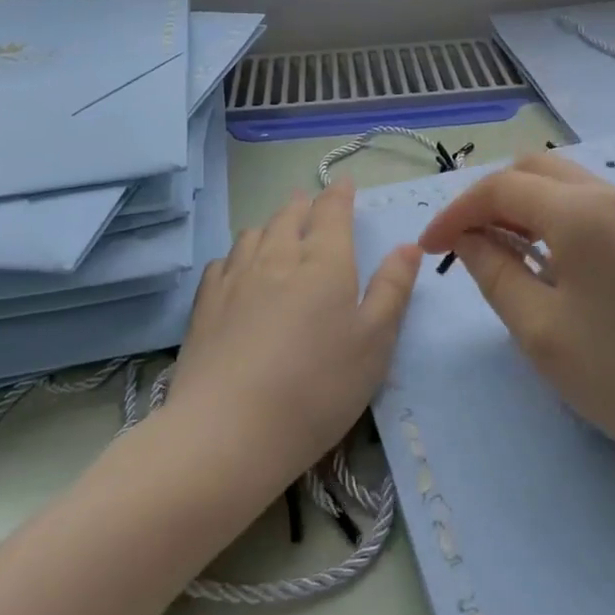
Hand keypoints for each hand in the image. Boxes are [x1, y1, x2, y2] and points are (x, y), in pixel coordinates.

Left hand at [165, 181, 420, 501]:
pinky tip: (238, 267)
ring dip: (270, 224)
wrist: (230, 429)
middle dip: (303, 204)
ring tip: (277, 228)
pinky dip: (237, 253)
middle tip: (310, 202)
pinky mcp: (206, 302)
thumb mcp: (374, 343)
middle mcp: (277, 255)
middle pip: (289, 215)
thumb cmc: (318, 386)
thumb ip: (392, 289)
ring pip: (254, 233)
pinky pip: (223, 261)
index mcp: (324, 261)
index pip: (332, 211)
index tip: (344, 185)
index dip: (339, 195)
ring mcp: (236, 277)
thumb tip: (408, 245)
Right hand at [418, 151, 614, 493]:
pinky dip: (549, 218)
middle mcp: (608, 194)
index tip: (428, 251)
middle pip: (530, 170)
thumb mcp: (541, 330)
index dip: (455, 213)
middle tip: (463, 245)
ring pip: (559, 184)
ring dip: (519, 206)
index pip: (498, 188)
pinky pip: (585, 205)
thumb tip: (466, 238)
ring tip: (496, 253)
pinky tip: (543, 261)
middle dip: (487, 199)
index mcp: (578, 210)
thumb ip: (494, 272)